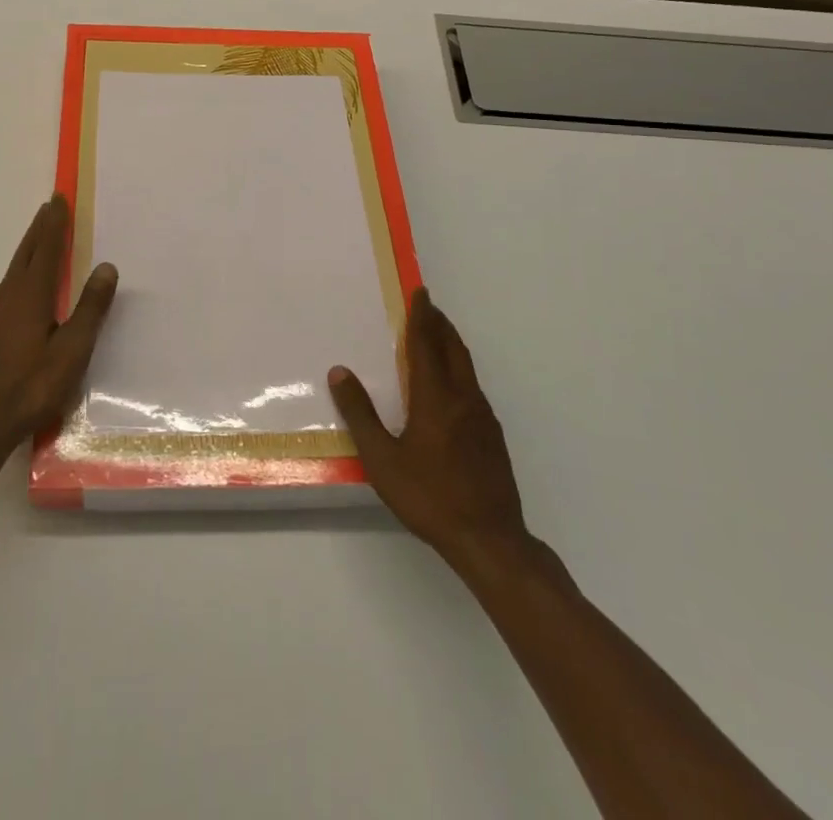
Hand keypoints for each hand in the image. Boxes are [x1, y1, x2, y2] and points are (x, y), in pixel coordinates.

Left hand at [0, 195, 117, 459]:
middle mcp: (10, 296)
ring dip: (29, 246)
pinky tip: (23, 281)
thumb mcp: (72, 350)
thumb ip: (90, 308)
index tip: (59, 199)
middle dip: (39, 228)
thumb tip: (106, 267)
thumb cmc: (33, 386)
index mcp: (31, 296)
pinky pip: (10, 283)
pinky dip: (22, 268)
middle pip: (26, 253)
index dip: (54, 224)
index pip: (46, 249)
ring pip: (15, 268)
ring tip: (40, 234)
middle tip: (49, 206)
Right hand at [329, 289, 531, 574]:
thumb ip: (360, 414)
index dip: (421, 317)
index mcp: (435, 398)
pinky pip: (473, 388)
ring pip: (467, 368)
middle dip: (440, 324)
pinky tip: (450, 387)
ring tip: (437, 338)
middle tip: (427, 307)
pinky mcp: (493, 437)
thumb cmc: (429, 497)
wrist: (490, 539)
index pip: (427, 345)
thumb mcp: (382, 459)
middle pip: (453, 349)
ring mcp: (483, 418)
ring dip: (451, 345)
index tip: (420, 293)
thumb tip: (340, 372)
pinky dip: (459, 370)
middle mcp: (463, 399)